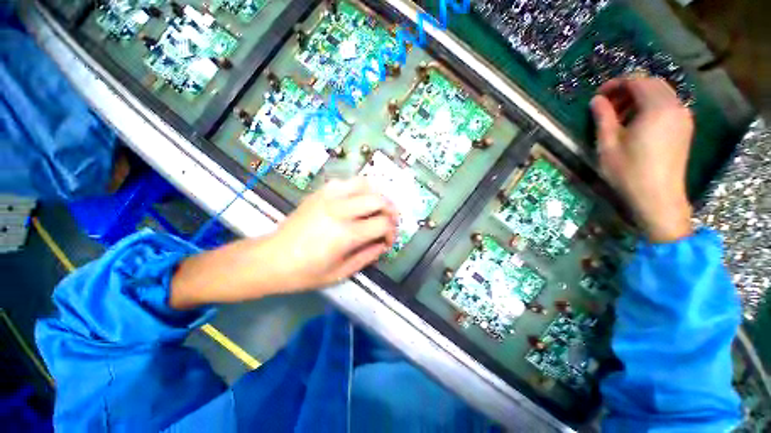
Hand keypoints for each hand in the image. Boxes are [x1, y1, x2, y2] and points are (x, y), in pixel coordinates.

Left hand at [170, 178, 397, 309]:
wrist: (270, 259)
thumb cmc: (304, 273)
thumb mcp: (340, 273)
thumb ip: (367, 256)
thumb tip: (383, 244)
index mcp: (345, 234)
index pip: (383, 224)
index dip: (392, 233)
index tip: (387, 242)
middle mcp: (340, 210)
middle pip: (379, 199)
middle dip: (391, 210)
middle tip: (390, 222)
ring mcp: (328, 197)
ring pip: (365, 184)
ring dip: (377, 195)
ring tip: (378, 208)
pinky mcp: (319, 192)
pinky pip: (347, 182)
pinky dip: (359, 189)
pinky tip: (358, 201)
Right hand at [590, 76, 694, 242]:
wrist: (658, 198)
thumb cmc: (629, 172)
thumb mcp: (608, 144)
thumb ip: (603, 117)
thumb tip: (596, 100)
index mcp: (656, 108)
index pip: (637, 81)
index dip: (616, 84)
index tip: (598, 96)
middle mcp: (675, 106)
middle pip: (651, 84)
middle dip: (628, 89)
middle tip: (608, 105)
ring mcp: (683, 118)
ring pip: (661, 94)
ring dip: (639, 98)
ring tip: (620, 116)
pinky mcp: (684, 129)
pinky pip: (668, 106)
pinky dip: (651, 107)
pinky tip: (637, 124)